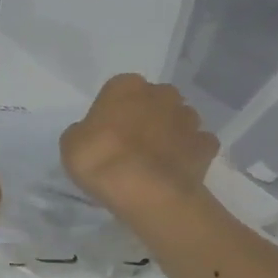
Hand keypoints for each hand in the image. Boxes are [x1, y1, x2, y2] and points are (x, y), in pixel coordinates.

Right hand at [61, 75, 218, 228]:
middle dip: (147, 114)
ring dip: (169, 132)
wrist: (146, 192)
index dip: (113, 109)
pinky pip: (197, 144)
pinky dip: (188, 153)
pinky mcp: (206, 146)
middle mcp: (161, 94)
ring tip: (154, 159)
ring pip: (179, 119)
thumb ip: (85, 131)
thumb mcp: (71, 143)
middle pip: (154, 99)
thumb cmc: (100, 159)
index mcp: (126, 86)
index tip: (107, 129)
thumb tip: (94, 134)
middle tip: (131, 141)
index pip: (119, 88)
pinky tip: (175, 169)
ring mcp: (188, 119)